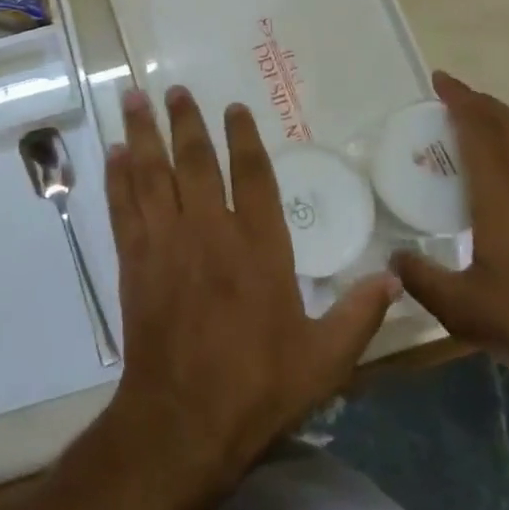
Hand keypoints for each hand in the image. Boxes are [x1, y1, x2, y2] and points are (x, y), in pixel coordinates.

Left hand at [97, 86, 396, 497]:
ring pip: (153, 173)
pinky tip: (113, 152)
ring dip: (144, 133)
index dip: (244, 137)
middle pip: (196, 161)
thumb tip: (395, 277)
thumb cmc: (257, 387)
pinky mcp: (134, 260)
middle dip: (186, 122)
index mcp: (259, 247)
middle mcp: (210, 230)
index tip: (234, 108)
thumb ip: (359, 314)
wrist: (183, 420)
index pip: (253, 175)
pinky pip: (124, 206)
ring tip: (133, 98)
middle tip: (174, 90)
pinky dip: (117, 177)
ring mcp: (167, 242)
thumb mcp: (325, 360)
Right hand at [391, 73, 508, 397]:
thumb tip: (393, 257)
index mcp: (504, 199)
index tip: (440, 80)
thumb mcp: (461, 310)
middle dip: (482, 103)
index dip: (461, 101)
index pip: (481, 133)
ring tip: (472, 126)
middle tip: (452, 95)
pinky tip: (500, 179)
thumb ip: (421, 279)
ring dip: (501, 124)